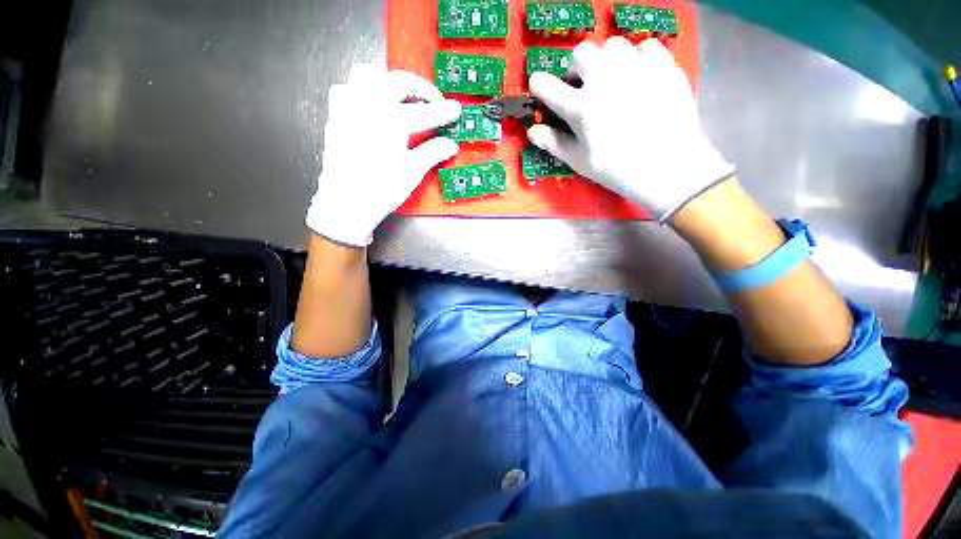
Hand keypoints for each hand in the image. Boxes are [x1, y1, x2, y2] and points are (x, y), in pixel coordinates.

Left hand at [306, 65, 460, 245]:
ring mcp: (349, 107)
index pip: (425, 111)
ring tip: (402, 100)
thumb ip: (433, 152)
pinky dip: (363, 92)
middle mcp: (369, 104)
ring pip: (369, 74)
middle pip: (399, 81)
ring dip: (390, 83)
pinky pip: (348, 88)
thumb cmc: (382, 189)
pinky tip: (372, 109)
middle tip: (435, 102)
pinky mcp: (336, 115)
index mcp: (392, 120)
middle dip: (422, 89)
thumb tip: (451, 145)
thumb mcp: (413, 172)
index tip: (456, 110)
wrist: (346, 203)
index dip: (444, 111)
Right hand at [527, 37, 733, 222]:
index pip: (546, 84)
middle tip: (585, 88)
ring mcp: (636, 67)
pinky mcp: (663, 64)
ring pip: (612, 46)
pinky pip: (644, 46)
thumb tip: (532, 130)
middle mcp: (604, 78)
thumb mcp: (579, 161)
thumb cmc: (616, 169)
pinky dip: (637, 59)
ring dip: (606, 62)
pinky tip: (640, 79)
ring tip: (614, 83)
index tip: (542, 88)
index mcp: (580, 107)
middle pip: (580, 52)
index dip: (540, 85)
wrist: (669, 166)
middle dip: (577, 69)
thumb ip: (553, 142)